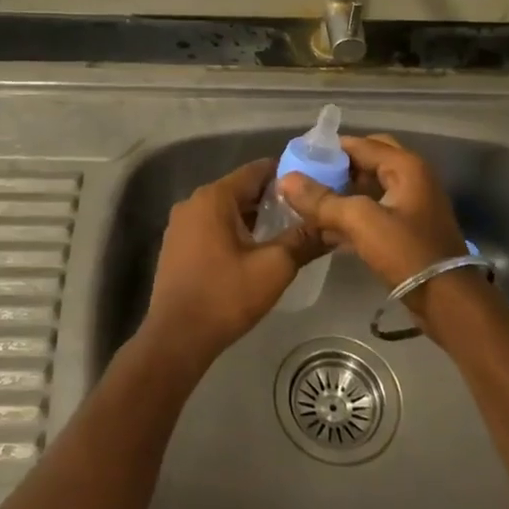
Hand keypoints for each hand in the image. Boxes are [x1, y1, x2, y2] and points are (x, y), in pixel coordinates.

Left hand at [140, 159, 321, 366]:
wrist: (176, 338)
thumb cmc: (225, 296)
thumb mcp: (274, 267)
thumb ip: (303, 240)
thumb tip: (332, 226)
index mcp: (214, 197)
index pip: (256, 170)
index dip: (286, 175)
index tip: (312, 186)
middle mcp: (193, 202)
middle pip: (240, 189)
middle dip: (272, 199)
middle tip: (304, 212)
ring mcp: (180, 225)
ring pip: (226, 210)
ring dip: (253, 218)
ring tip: (285, 232)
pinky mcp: (176, 246)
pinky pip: (211, 227)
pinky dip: (233, 231)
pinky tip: (253, 251)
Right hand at [278, 134, 496, 339]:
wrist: (448, 301)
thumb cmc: (407, 252)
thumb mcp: (361, 222)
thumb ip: (323, 200)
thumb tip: (286, 180)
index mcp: (406, 166)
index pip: (361, 144)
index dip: (328, 149)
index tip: (298, 158)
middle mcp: (412, 178)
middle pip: (367, 162)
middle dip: (337, 168)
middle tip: (307, 178)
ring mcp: (412, 205)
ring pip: (370, 188)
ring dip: (343, 192)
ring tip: (309, 202)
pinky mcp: (409, 230)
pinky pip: (375, 212)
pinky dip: (353, 214)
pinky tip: (327, 228)